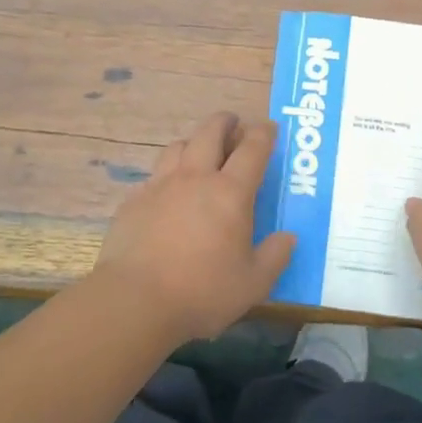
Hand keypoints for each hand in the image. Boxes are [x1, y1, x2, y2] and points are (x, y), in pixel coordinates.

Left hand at [92, 112, 296, 342]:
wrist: (134, 300)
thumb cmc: (202, 292)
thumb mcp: (253, 284)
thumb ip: (275, 256)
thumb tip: (288, 237)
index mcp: (230, 193)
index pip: (252, 149)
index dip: (263, 134)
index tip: (269, 128)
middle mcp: (195, 178)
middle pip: (210, 133)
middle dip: (224, 122)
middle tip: (232, 124)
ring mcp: (159, 186)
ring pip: (178, 147)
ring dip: (193, 142)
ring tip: (199, 152)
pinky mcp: (133, 201)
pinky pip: (153, 176)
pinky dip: (166, 175)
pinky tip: (167, 193)